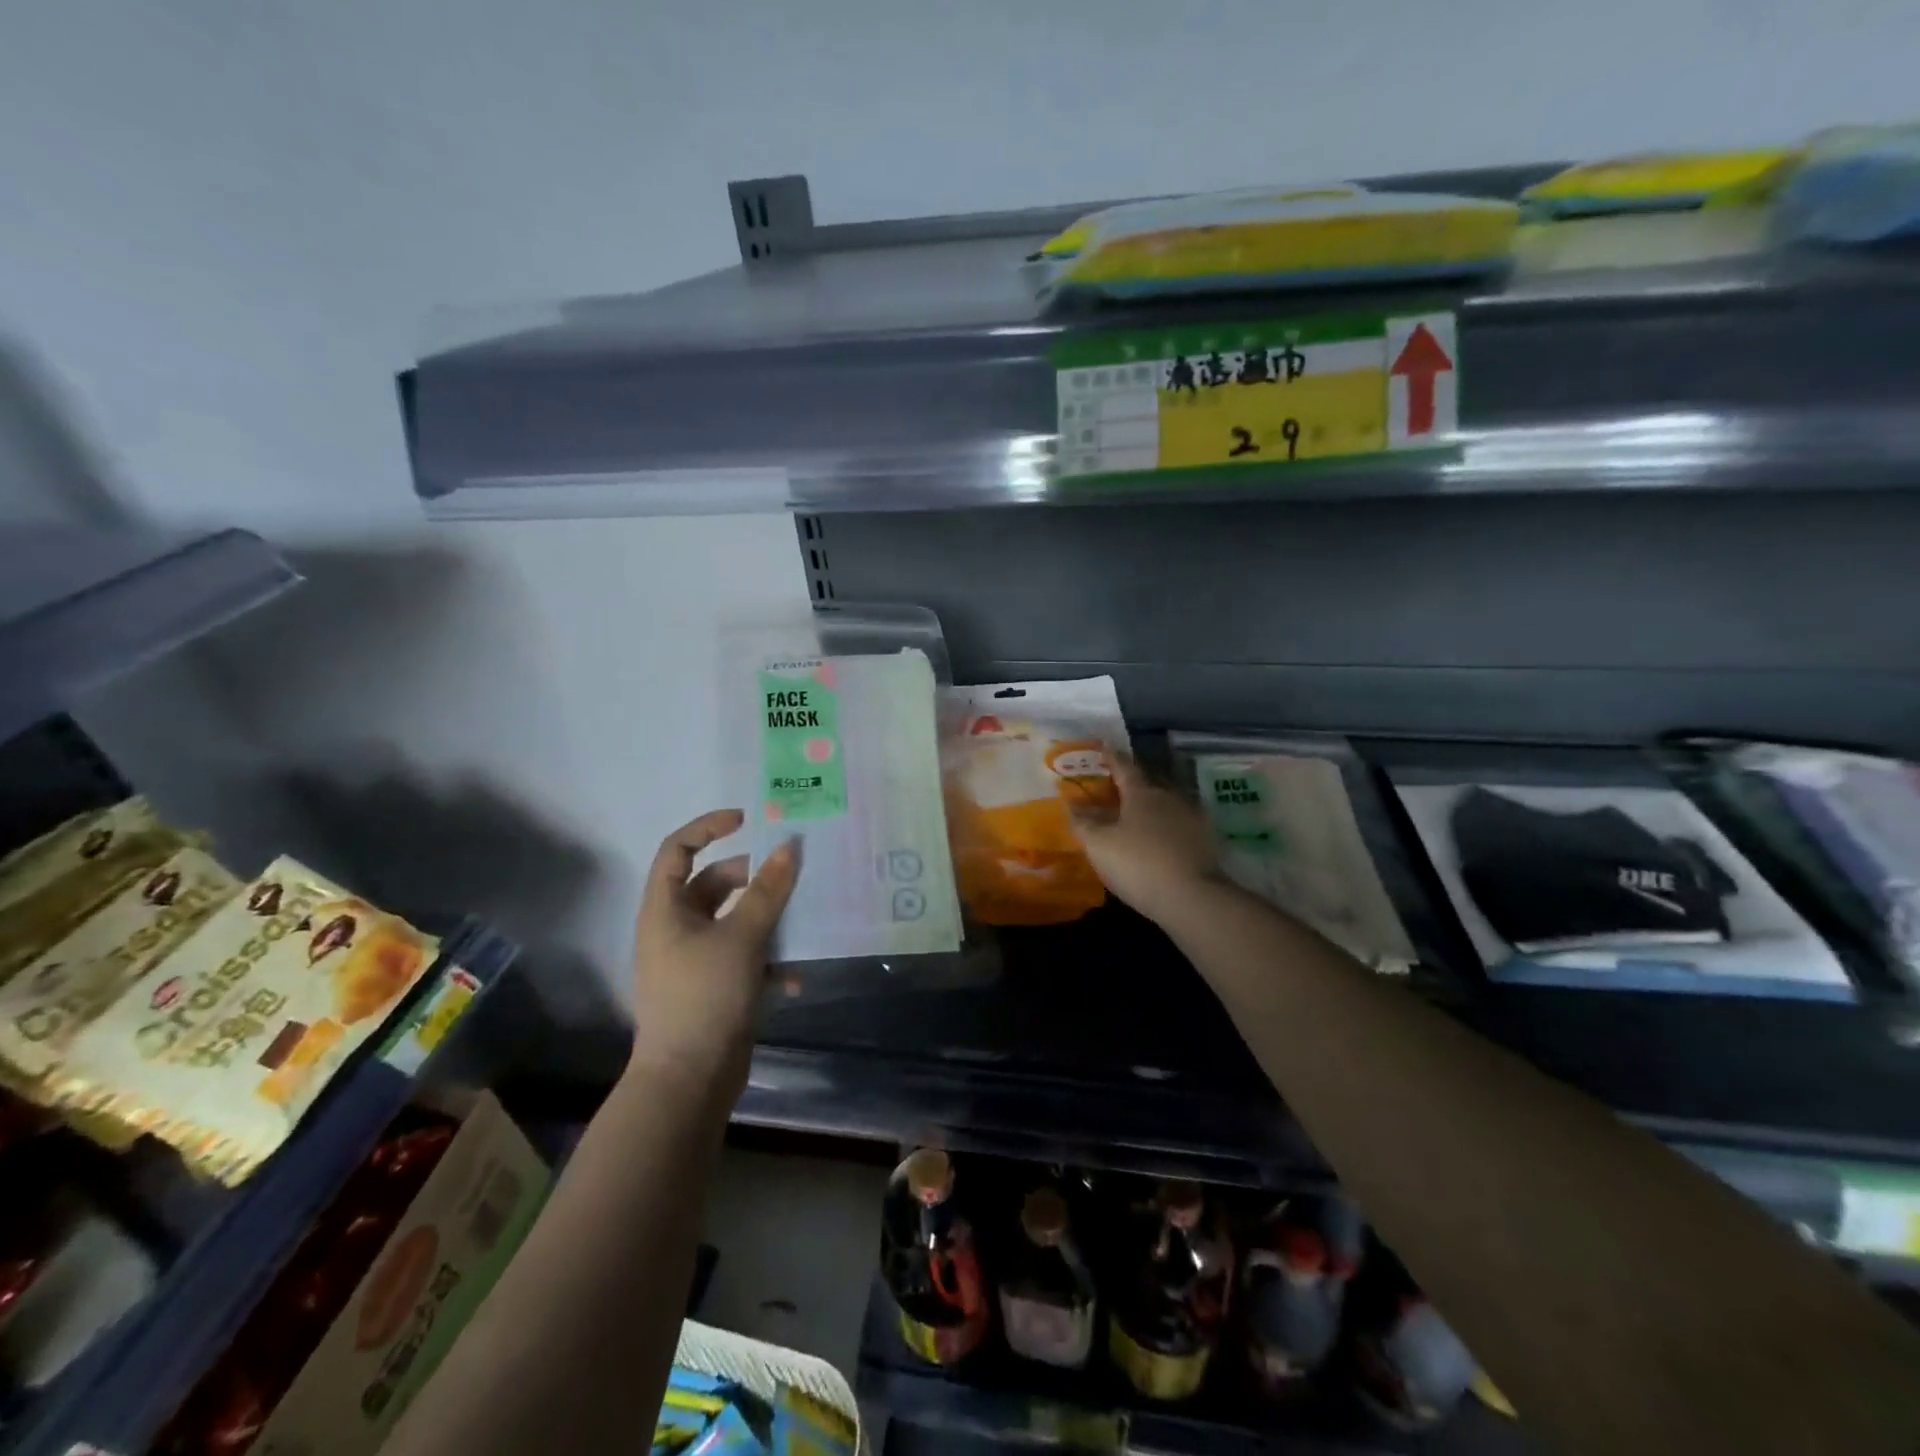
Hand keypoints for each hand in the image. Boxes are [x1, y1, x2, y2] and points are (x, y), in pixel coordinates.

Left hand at [629, 809, 798, 1082]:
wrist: (689, 1080)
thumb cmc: (706, 996)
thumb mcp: (742, 937)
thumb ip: (768, 891)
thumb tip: (789, 847)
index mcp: (665, 909)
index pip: (678, 849)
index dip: (709, 827)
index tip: (749, 821)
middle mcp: (675, 928)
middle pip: (714, 884)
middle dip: (754, 878)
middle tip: (790, 874)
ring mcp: (692, 959)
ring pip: (734, 921)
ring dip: (768, 921)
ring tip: (801, 922)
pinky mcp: (712, 987)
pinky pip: (742, 957)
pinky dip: (766, 962)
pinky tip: (792, 981)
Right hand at [1070, 757, 1224, 927]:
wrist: (1192, 898)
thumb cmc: (1138, 863)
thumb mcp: (1099, 844)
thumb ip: (1083, 823)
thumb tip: (1070, 804)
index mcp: (1142, 793)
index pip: (1124, 767)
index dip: (1112, 758)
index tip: (1105, 747)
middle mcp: (1170, 798)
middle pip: (1148, 785)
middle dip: (1131, 786)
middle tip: (1115, 788)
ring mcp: (1192, 820)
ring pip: (1165, 806)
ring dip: (1150, 809)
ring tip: (1134, 818)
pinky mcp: (1205, 843)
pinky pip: (1178, 827)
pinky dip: (1164, 830)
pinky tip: (1156, 843)